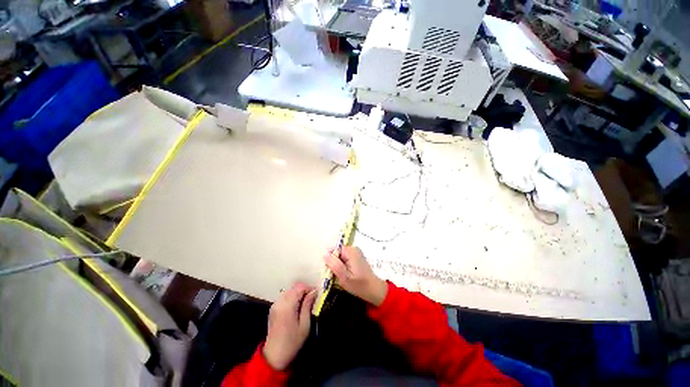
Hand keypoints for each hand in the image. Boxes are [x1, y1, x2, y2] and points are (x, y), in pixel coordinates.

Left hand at [263, 283, 316, 370]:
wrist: (274, 356)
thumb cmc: (292, 342)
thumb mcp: (304, 325)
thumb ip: (308, 305)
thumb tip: (314, 292)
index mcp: (287, 305)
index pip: (300, 287)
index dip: (309, 288)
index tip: (316, 295)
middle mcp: (280, 302)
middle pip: (294, 287)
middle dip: (304, 290)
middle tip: (312, 298)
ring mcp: (275, 304)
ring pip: (289, 290)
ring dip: (298, 293)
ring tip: (305, 302)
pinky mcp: (273, 308)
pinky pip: (284, 296)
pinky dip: (291, 296)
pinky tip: (296, 306)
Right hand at [324, 246, 387, 306]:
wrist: (374, 290)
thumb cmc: (359, 285)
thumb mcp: (344, 277)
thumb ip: (334, 264)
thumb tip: (325, 254)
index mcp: (350, 251)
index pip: (334, 250)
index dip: (331, 261)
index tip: (332, 272)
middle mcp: (353, 248)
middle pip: (337, 253)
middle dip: (334, 263)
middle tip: (337, 276)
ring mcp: (355, 252)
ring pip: (340, 256)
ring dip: (338, 266)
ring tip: (342, 276)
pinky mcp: (356, 257)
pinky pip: (345, 258)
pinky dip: (343, 266)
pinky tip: (346, 274)